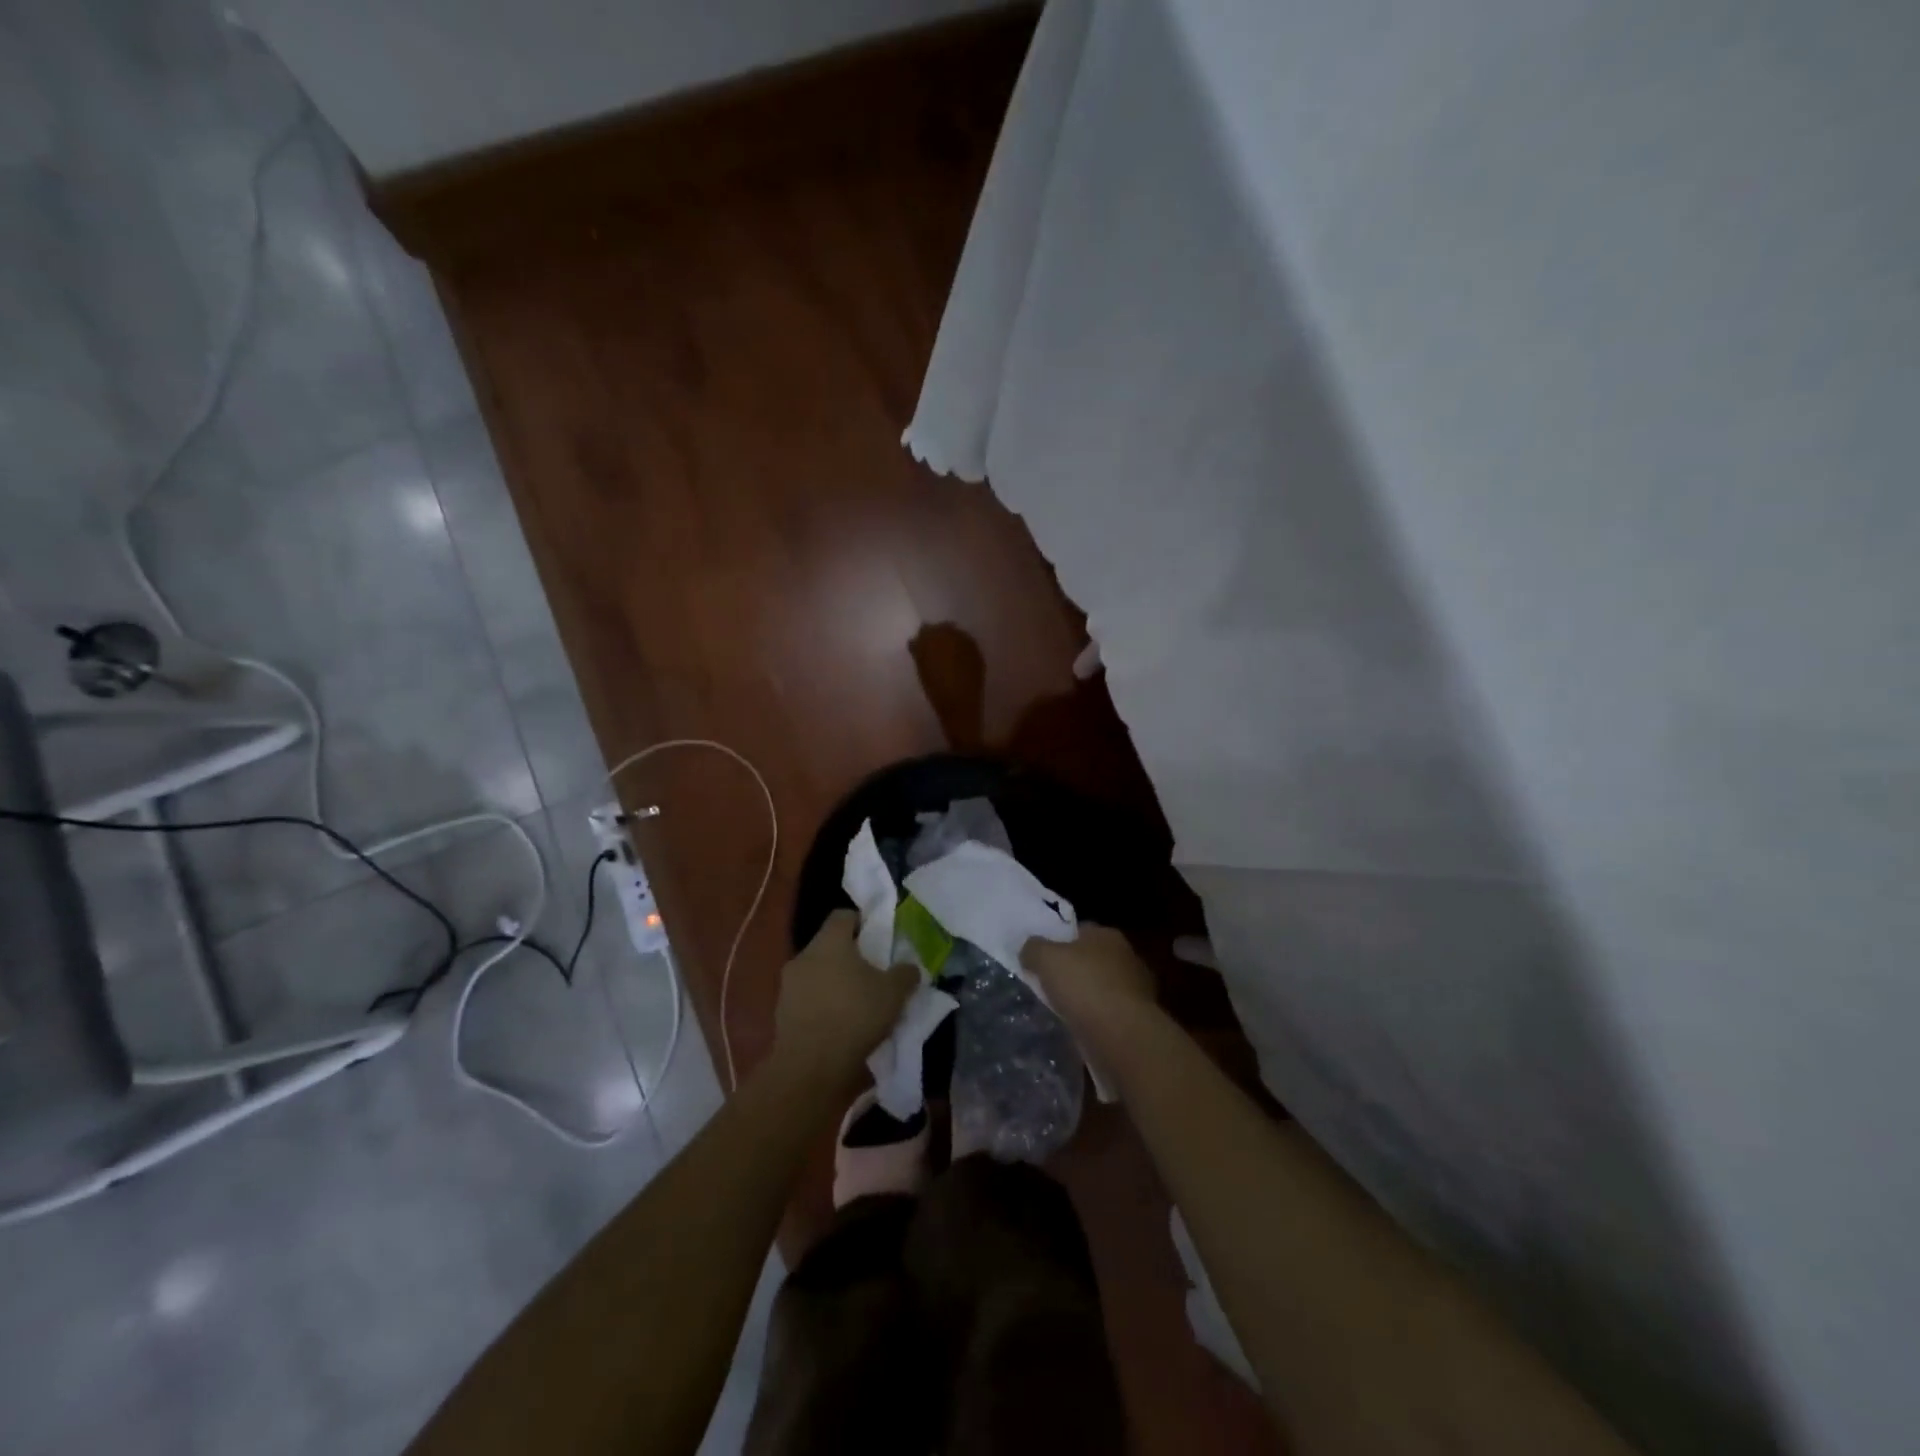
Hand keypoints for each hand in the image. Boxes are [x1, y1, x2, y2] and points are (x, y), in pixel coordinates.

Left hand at [774, 910, 919, 1085]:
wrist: (810, 1066)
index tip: (878, 937)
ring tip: (857, 1001)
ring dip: (834, 981)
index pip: (843, 915)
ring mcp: (788, 985)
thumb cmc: (855, 1015)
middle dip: (849, 955)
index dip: (862, 922)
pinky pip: (807, 998)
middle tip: (872, 972)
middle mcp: (804, 955)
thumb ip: (905, 974)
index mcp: (829, 941)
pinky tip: (839, 1023)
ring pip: (816, 972)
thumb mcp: (894, 993)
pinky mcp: (781, 1012)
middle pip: (829, 945)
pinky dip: (822, 1004)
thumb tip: (909, 967)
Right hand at [1023, 923, 1156, 1036]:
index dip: (1058, 941)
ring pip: (1100, 987)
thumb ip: (1033, 948)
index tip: (1041, 956)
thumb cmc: (1084, 986)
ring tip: (1060, 1009)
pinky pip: (1108, 1012)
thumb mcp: (1045, 958)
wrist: (1121, 1036)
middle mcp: (1126, 956)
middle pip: (1091, 959)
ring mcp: (1136, 989)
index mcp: (1107, 935)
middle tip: (1048, 983)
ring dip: (1085, 996)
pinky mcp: (1137, 1019)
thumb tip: (1029, 948)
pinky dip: (1095, 1018)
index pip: (1080, 930)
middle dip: (1073, 970)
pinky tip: (1079, 1027)